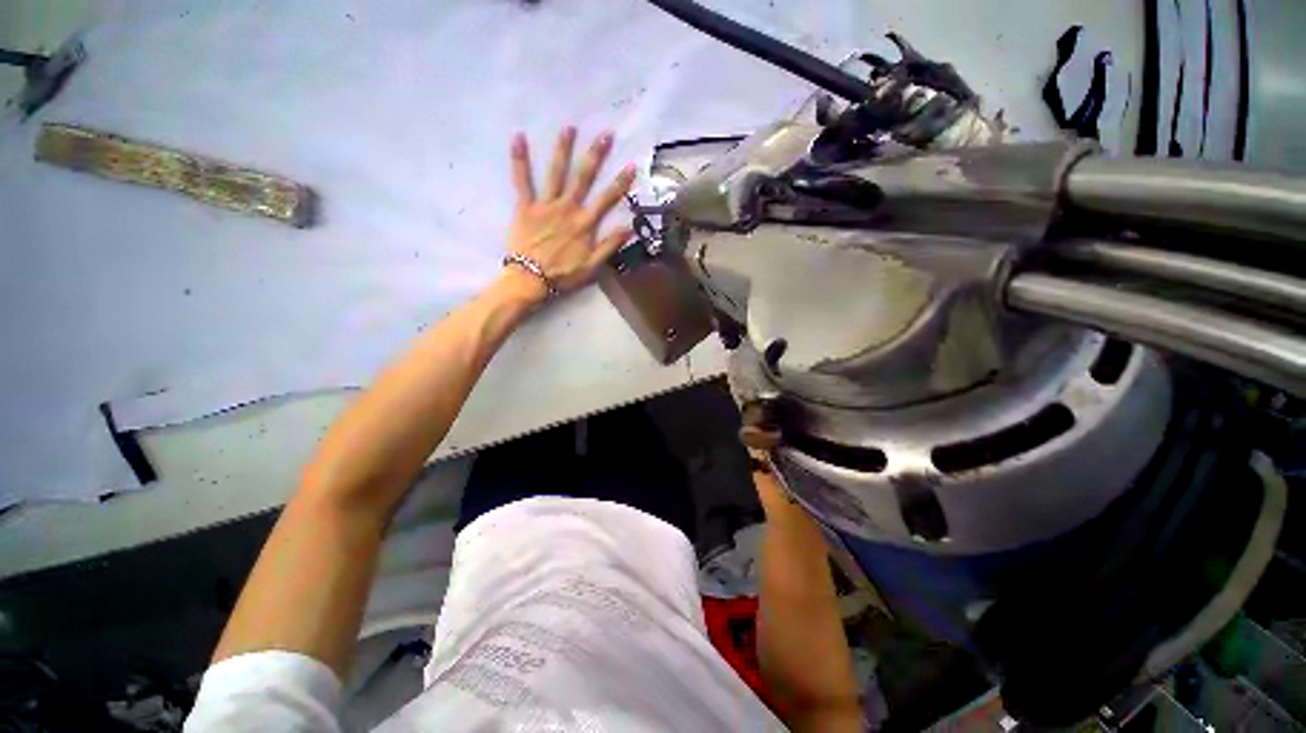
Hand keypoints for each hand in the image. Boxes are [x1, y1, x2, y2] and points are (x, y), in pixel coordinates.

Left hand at [503, 127, 635, 301]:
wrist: (530, 280)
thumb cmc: (563, 275)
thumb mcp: (592, 266)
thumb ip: (610, 246)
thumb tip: (630, 228)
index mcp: (585, 224)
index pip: (607, 199)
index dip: (621, 183)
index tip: (631, 165)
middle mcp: (568, 209)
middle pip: (584, 178)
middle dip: (595, 155)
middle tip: (604, 134)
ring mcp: (545, 205)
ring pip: (556, 173)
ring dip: (563, 150)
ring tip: (569, 127)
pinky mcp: (525, 206)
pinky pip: (522, 180)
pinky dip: (520, 160)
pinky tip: (519, 137)